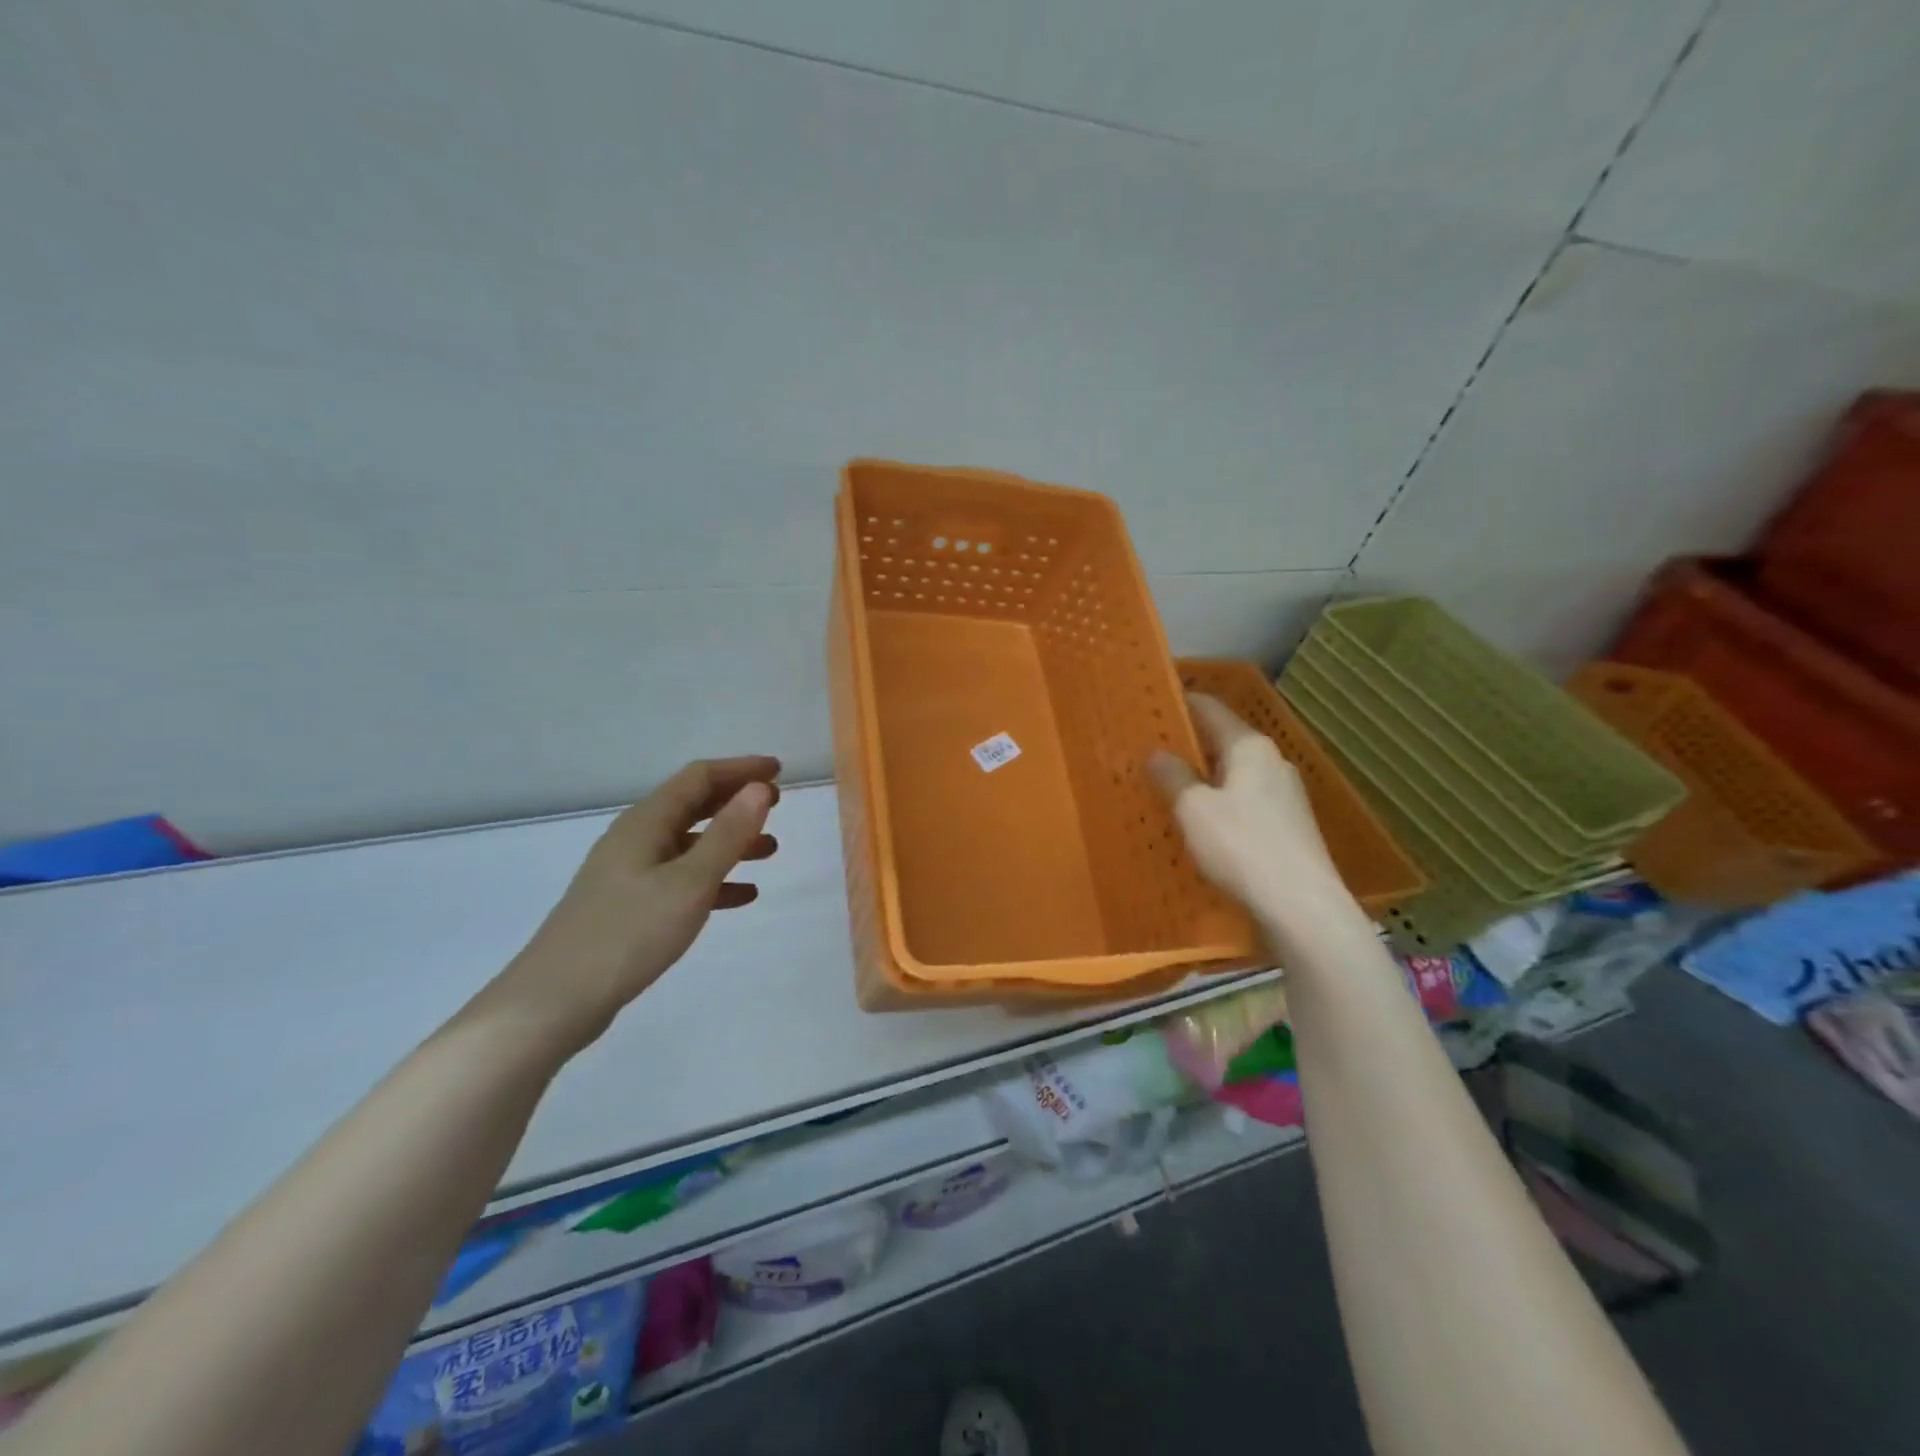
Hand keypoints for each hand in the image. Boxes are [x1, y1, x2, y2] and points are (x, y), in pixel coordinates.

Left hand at [486, 756, 780, 1050]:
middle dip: (736, 801)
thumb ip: (728, 834)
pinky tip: (742, 895)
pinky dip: (714, 879)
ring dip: (731, 841)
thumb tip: (760, 788)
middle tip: (778, 806)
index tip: (779, 770)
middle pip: (693, 805)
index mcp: (646, 822)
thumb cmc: (628, 933)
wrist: (555, 1001)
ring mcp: (630, 872)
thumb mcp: (689, 882)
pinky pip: (681, 878)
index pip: (699, 777)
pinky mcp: (629, 905)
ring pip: (690, 843)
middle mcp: (636, 838)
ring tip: (770, 851)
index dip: (741, 769)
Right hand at [1148, 694, 1353, 932]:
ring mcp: (1286, 794)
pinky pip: (1246, 802)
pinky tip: (1202, 824)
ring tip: (1170, 789)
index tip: (1153, 703)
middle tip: (1151, 752)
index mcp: (1249, 747)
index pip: (1210, 709)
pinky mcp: (1290, 826)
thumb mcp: (1193, 809)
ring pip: (1235, 774)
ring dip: (1205, 778)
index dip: (1181, 703)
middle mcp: (1272, 761)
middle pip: (1224, 741)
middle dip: (1189, 745)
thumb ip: (1173, 777)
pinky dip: (1221, 803)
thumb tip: (1157, 753)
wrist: (1301, 906)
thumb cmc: (1241, 846)